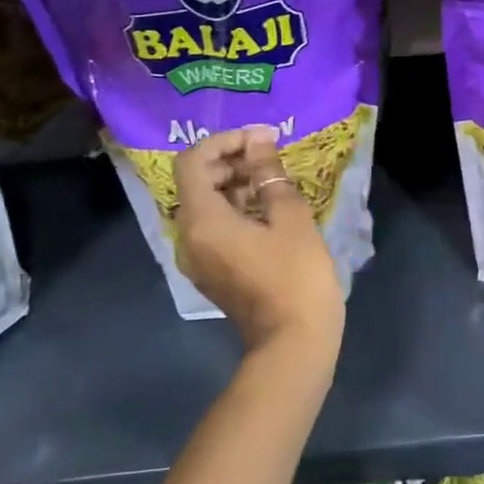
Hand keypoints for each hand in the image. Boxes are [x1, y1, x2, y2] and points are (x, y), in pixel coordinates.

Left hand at [174, 126, 345, 367]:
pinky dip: (234, 208)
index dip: (224, 141)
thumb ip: (269, 174)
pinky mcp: (211, 271)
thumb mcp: (289, 217)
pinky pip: (213, 227)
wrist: (294, 344)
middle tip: (270, 154)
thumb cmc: (295, 276)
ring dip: (233, 183)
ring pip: (205, 205)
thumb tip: (258, 142)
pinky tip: (267, 208)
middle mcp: (188, 237)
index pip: (193, 161)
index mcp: (201, 220)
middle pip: (196, 181)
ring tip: (273, 179)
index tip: (261, 139)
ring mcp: (197, 258)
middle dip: (230, 160)